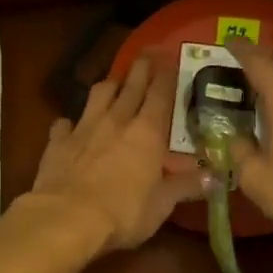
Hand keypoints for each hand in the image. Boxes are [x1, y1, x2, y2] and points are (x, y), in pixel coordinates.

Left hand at [28, 54, 204, 252]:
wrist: (66, 218)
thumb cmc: (122, 212)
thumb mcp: (161, 205)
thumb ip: (185, 187)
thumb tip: (215, 177)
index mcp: (147, 132)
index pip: (160, 93)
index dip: (167, 74)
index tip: (170, 58)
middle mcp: (116, 120)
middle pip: (130, 85)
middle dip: (141, 68)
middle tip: (147, 54)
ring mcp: (84, 128)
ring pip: (98, 94)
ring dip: (108, 86)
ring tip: (113, 83)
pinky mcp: (58, 142)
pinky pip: (63, 124)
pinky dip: (69, 122)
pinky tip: (69, 125)